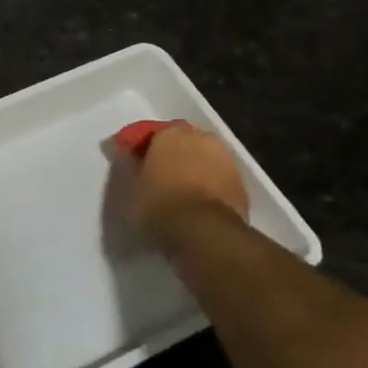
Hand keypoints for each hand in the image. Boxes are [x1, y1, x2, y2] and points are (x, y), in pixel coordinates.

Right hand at [119, 124, 250, 248]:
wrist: (206, 234)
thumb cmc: (159, 206)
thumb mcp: (128, 189)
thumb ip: (127, 167)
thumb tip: (126, 154)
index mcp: (170, 133)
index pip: (149, 134)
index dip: (138, 149)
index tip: (130, 164)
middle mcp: (200, 138)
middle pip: (180, 144)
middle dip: (170, 156)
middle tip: (156, 178)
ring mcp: (225, 160)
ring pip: (201, 160)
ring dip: (191, 171)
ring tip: (178, 194)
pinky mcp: (241, 185)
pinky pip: (216, 180)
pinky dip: (207, 187)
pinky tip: (196, 205)